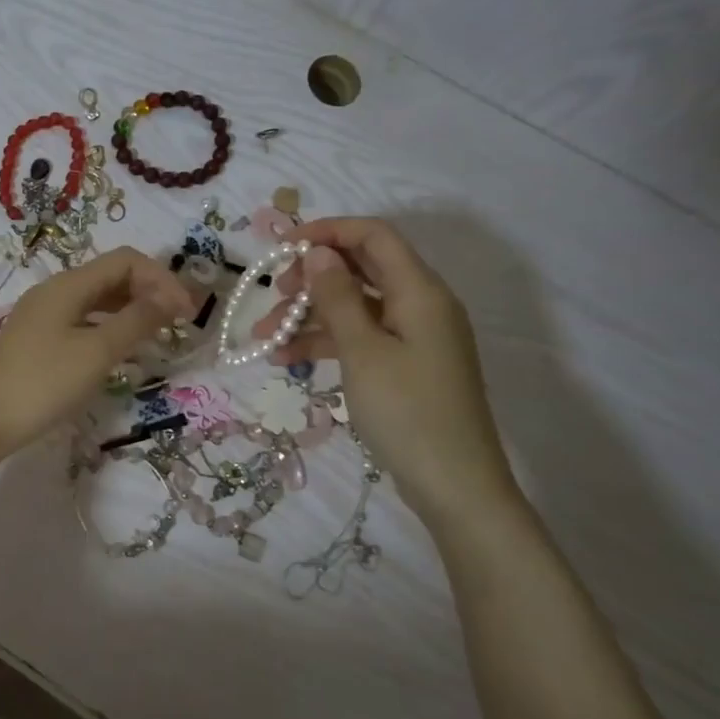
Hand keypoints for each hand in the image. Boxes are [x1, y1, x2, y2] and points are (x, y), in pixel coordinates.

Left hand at [0, 246, 192, 461]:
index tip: (186, 313)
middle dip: (149, 292)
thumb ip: (136, 322)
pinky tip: (121, 351)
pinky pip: (83, 321)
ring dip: (131, 310)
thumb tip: (171, 298)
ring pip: (97, 300)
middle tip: (179, 323)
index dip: (161, 279)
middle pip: (112, 276)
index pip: (126, 261)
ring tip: (157, 336)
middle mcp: (55, 291)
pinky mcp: (38, 339)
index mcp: (69, 284)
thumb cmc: (43, 383)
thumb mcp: (97, 352)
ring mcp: (44, 315)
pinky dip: (109, 328)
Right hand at [254, 217, 518, 518]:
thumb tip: (318, 252)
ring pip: (353, 307)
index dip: (328, 231)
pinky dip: (325, 342)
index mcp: (420, 291)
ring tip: (265, 339)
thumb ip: (338, 296)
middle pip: (360, 270)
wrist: (454, 486)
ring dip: (309, 316)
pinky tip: (286, 359)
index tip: (283, 246)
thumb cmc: (407, 412)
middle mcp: (419, 304)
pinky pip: (360, 338)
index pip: (373, 236)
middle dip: (311, 278)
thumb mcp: (363, 351)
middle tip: (274, 296)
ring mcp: (412, 337)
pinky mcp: (404, 364)